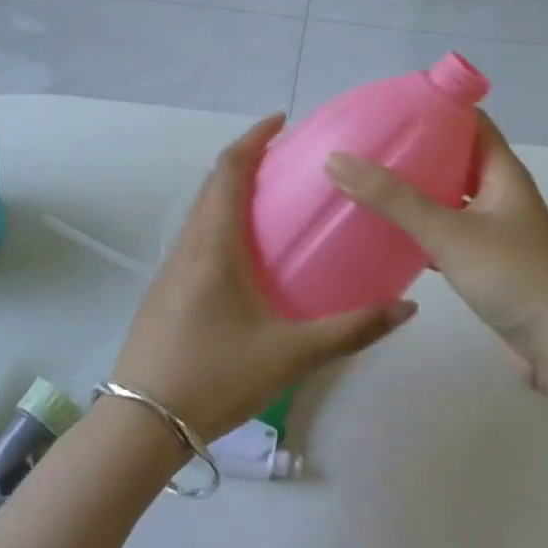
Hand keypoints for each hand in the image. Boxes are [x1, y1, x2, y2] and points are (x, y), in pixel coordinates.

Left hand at [111, 115, 416, 441]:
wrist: (140, 426)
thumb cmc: (215, 377)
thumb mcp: (291, 355)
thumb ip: (352, 330)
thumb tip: (406, 308)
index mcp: (214, 245)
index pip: (228, 170)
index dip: (253, 138)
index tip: (281, 120)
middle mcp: (188, 246)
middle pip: (213, 184)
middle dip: (247, 161)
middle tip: (289, 160)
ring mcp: (171, 270)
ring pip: (202, 212)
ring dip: (233, 193)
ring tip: (275, 200)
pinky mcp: (166, 292)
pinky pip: (197, 238)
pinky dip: (223, 223)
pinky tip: (249, 256)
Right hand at [325, 114, 547, 393]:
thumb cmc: (514, 276)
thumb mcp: (448, 232)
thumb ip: (394, 199)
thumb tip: (337, 160)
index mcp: (502, 171)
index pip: (470, 119)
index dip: (435, 107)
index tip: (390, 106)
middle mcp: (501, 192)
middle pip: (456, 157)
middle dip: (417, 149)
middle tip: (369, 145)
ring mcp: (496, 228)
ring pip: (451, 197)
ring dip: (417, 190)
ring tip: (370, 183)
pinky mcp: (488, 261)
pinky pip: (448, 231)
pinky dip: (422, 227)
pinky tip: (389, 234)